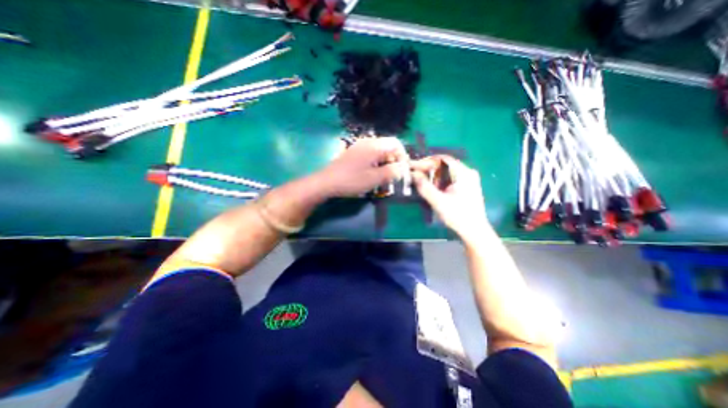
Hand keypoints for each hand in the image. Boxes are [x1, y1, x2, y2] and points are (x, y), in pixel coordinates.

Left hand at [316, 137, 411, 196]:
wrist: (327, 182)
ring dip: (385, 162)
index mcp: (374, 146)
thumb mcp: (374, 179)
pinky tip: (372, 173)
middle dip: (394, 160)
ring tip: (384, 176)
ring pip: (379, 151)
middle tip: (394, 175)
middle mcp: (367, 142)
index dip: (403, 156)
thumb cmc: (352, 180)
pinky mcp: (354, 153)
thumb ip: (391, 172)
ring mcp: (359, 147)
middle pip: (388, 146)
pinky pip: (370, 154)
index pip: (396, 143)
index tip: (403, 169)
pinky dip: (376, 163)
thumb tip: (403, 167)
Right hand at [408, 155, 488, 240]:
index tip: (414, 167)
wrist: (474, 231)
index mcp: (464, 173)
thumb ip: (424, 187)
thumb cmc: (457, 216)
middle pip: (445, 165)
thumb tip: (413, 174)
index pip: (443, 159)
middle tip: (416, 175)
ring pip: (447, 172)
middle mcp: (468, 172)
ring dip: (434, 176)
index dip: (427, 161)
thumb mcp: (438, 201)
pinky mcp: (468, 186)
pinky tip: (434, 188)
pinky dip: (440, 181)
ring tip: (423, 182)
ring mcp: (469, 179)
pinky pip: (451, 178)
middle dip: (429, 169)